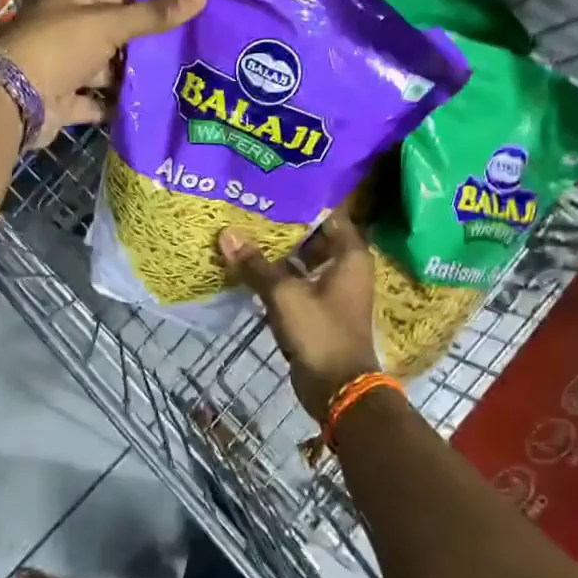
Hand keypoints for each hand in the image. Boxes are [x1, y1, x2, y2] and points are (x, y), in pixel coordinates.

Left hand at [0, 0, 205, 146]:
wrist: (13, 100)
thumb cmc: (59, 47)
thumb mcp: (109, 25)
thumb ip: (153, 16)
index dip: (150, 3)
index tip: (185, 18)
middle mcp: (66, 26)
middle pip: (115, 32)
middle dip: (145, 46)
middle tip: (186, 55)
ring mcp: (64, 64)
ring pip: (107, 68)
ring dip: (132, 77)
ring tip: (174, 83)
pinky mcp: (64, 99)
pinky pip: (97, 101)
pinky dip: (116, 106)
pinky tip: (148, 109)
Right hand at [218, 213, 381, 421]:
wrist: (337, 388)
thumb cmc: (319, 333)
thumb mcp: (284, 295)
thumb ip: (256, 265)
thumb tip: (226, 234)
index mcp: (350, 257)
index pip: (330, 215)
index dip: (304, 202)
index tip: (275, 189)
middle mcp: (346, 269)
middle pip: (314, 238)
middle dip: (285, 227)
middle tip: (252, 207)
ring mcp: (332, 292)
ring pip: (303, 263)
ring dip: (278, 253)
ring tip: (245, 232)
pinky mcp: (318, 311)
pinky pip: (296, 284)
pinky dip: (278, 276)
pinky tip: (250, 267)